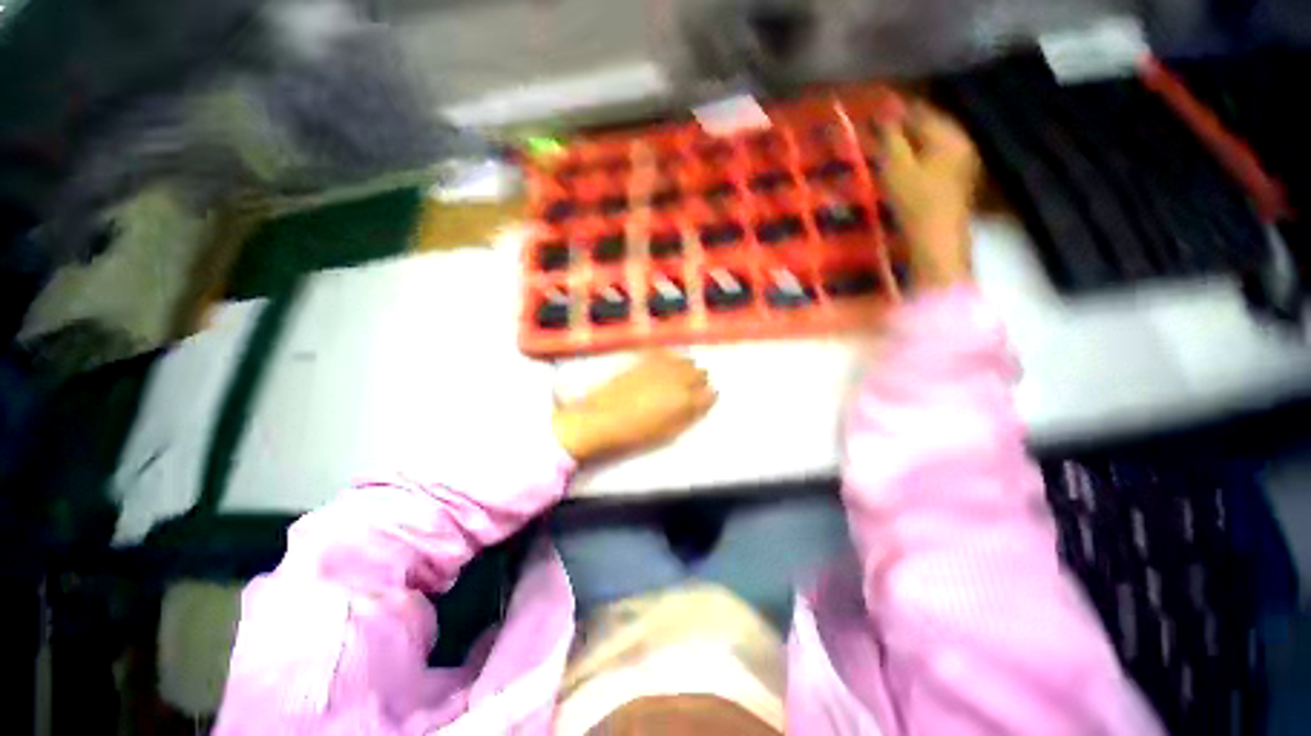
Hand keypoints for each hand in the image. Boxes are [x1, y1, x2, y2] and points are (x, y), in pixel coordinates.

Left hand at [553, 352, 715, 463]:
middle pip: (700, 373)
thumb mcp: (668, 431)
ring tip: (678, 376)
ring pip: (684, 360)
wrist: (601, 419)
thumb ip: (689, 415)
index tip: (703, 400)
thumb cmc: (635, 433)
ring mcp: (660, 367)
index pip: (709, 393)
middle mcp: (677, 379)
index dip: (707, 397)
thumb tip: (704, 401)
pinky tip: (663, 362)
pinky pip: (662, 352)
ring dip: (685, 367)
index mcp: (685, 400)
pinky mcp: (643, 360)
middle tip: (690, 389)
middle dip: (698, 380)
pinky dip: (667, 356)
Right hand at [877, 102, 980, 289]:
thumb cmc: (916, 201)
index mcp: (950, 135)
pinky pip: (934, 158)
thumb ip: (891, 138)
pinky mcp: (956, 180)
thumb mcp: (897, 168)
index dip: (896, 110)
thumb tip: (884, 112)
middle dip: (903, 126)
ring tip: (885, 146)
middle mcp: (961, 142)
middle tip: (876, 130)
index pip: (921, 111)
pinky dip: (917, 157)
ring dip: (909, 142)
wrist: (937, 239)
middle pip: (929, 125)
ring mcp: (962, 162)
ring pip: (931, 142)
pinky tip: (902, 165)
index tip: (874, 110)